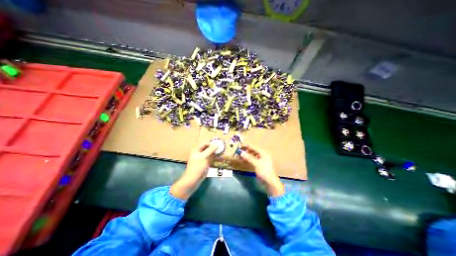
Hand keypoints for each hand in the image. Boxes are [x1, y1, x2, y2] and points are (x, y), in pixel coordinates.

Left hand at [170, 142, 217, 199]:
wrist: (193, 179)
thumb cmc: (197, 167)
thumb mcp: (204, 157)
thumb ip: (211, 150)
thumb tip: (217, 144)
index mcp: (197, 149)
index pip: (206, 143)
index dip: (212, 144)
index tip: (219, 145)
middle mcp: (200, 153)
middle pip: (208, 148)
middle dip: (215, 148)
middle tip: (222, 148)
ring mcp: (203, 158)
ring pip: (211, 153)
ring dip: (216, 153)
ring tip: (223, 153)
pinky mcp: (206, 163)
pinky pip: (211, 159)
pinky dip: (216, 159)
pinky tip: (221, 159)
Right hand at [240, 144, 283, 195]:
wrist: (269, 183)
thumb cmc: (264, 171)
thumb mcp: (257, 164)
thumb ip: (249, 158)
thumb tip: (241, 152)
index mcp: (263, 153)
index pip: (254, 147)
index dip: (247, 146)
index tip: (240, 145)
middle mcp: (261, 155)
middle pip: (252, 150)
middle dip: (245, 150)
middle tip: (238, 150)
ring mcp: (259, 160)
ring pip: (251, 155)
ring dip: (245, 155)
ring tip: (238, 154)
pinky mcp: (257, 165)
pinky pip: (251, 160)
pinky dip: (247, 159)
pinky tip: (242, 159)